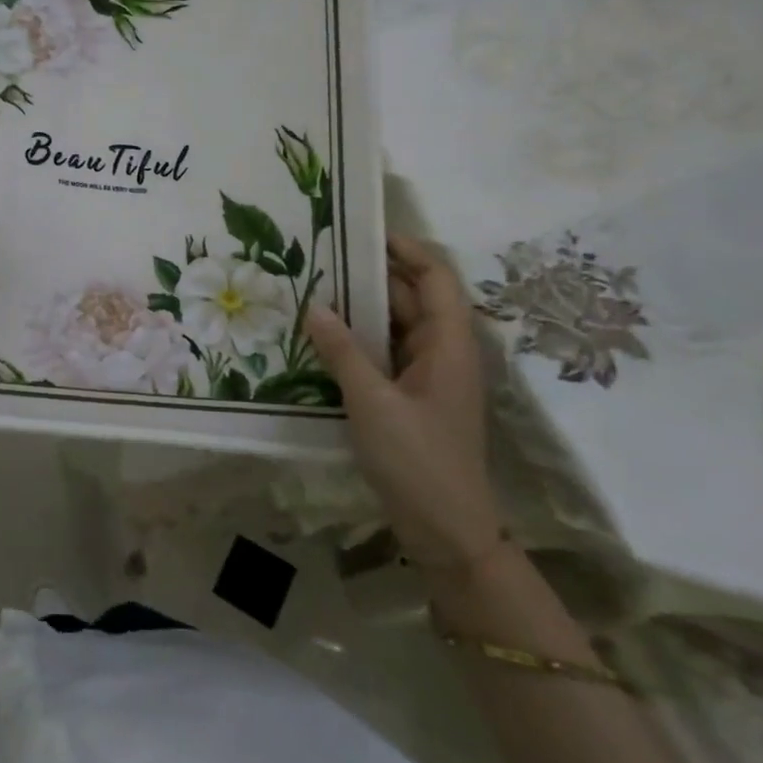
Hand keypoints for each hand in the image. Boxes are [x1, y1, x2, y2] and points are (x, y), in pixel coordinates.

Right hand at [307, 236, 504, 569]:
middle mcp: (443, 352)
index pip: (435, 278)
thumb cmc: (417, 461)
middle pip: (412, 298)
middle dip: (371, 275)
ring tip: (313, 288)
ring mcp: (428, 375)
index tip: (363, 231)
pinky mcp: (411, 396)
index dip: (406, 249)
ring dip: (361, 308)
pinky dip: (358, 339)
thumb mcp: (373, 403)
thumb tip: (315, 305)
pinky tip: (322, 336)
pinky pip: (385, 352)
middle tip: (321, 257)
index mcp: (450, 345)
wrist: (447, 531)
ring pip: (395, 326)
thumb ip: (342, 351)